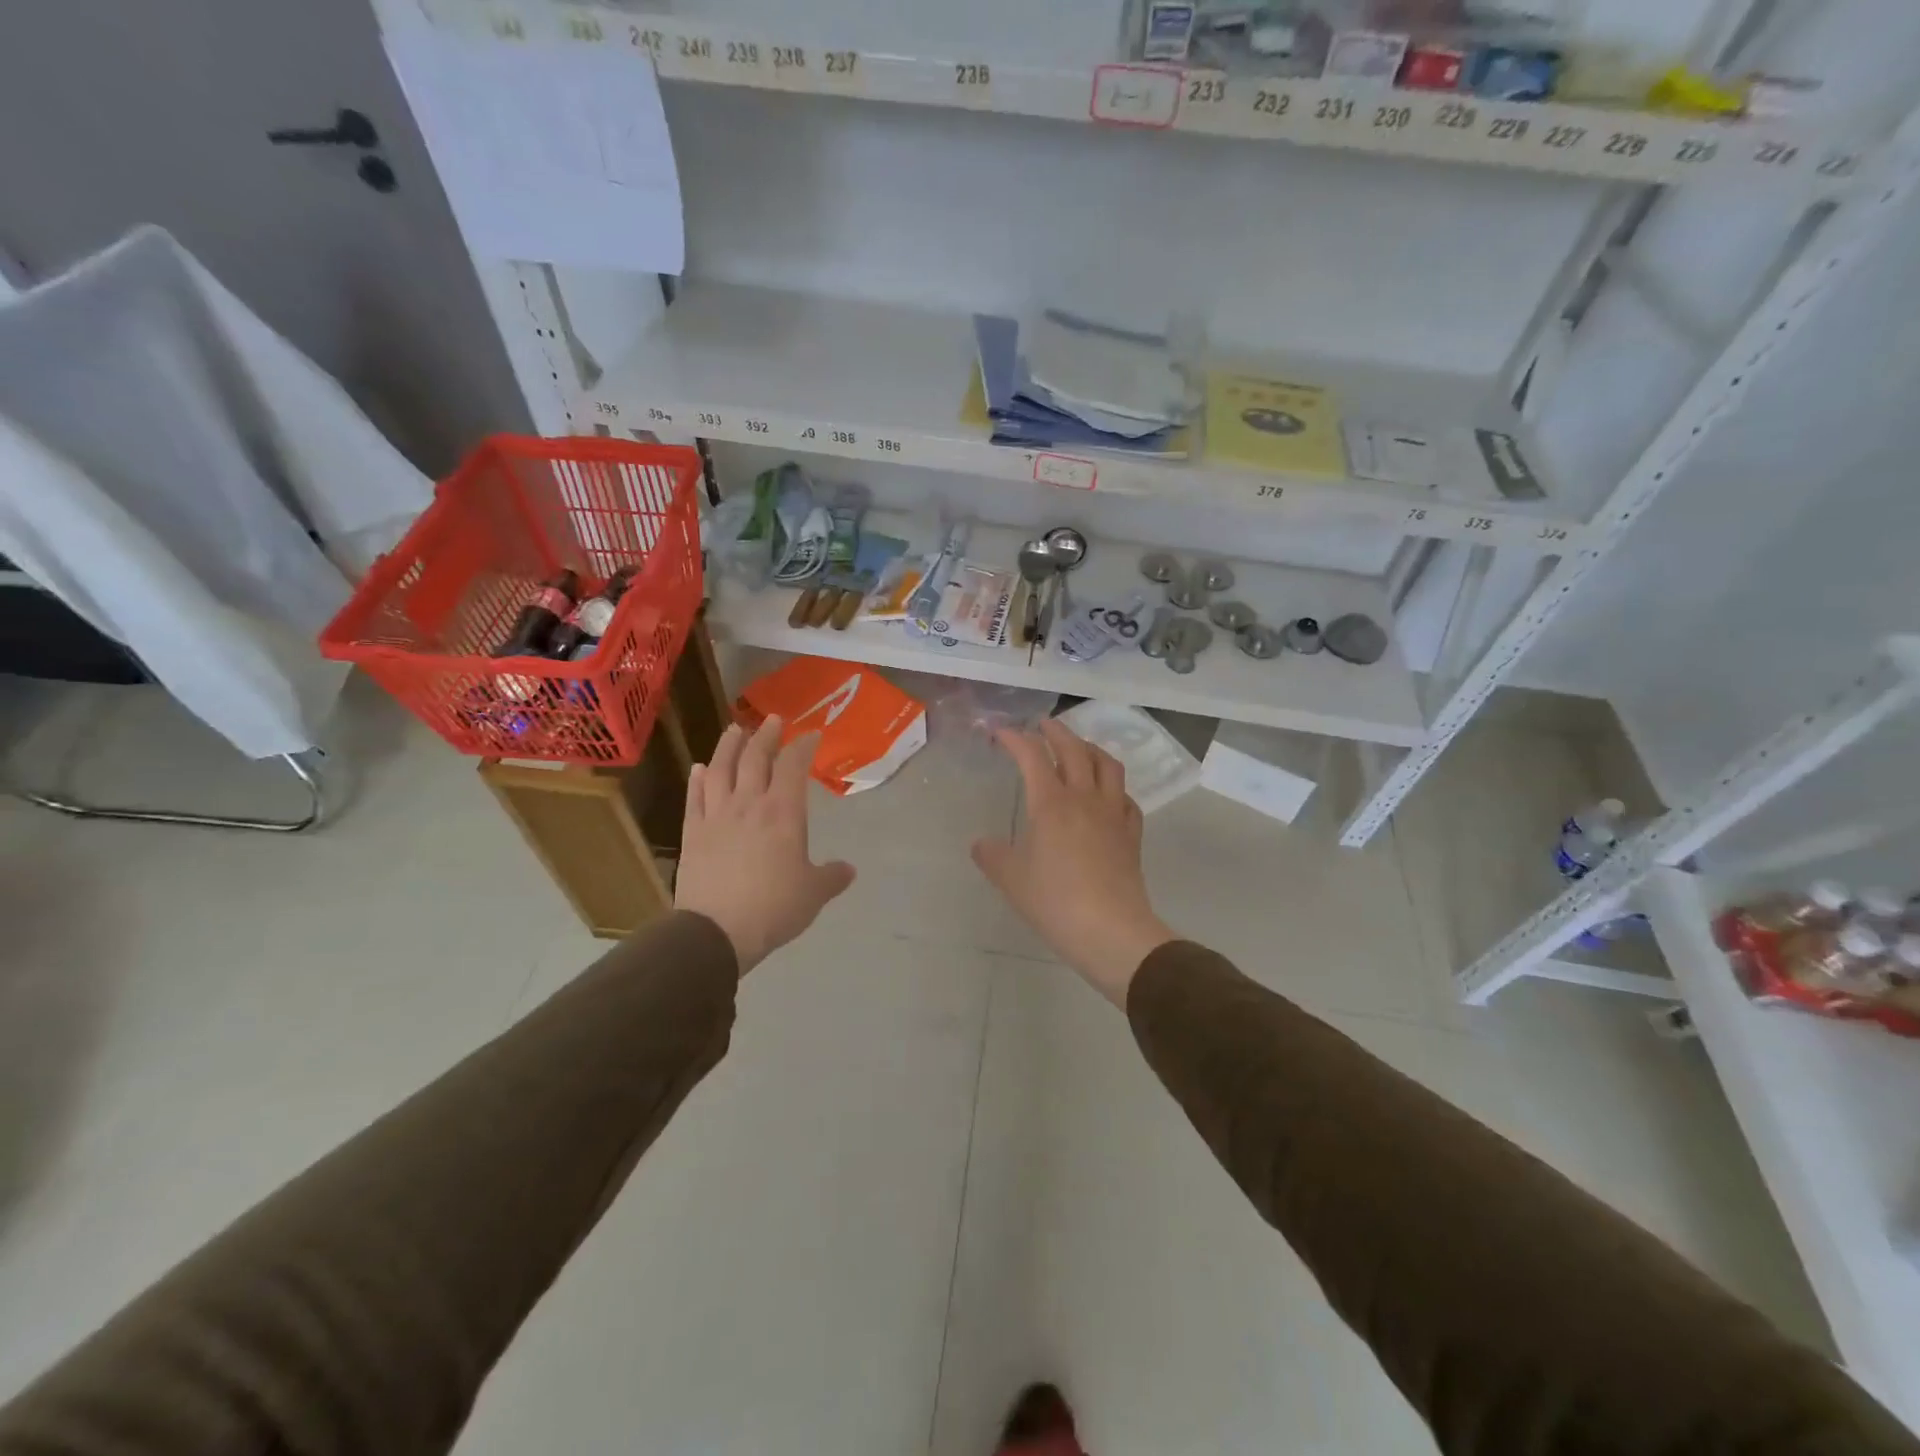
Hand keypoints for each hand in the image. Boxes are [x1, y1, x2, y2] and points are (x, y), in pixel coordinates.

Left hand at [675, 718, 855, 974]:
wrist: (717, 931)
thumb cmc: (773, 908)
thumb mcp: (813, 894)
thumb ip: (831, 877)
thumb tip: (849, 870)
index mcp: (783, 813)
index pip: (793, 766)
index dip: (802, 746)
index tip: (810, 734)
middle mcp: (749, 804)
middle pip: (755, 758)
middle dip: (766, 735)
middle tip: (773, 720)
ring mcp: (716, 816)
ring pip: (721, 770)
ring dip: (729, 746)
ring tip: (735, 730)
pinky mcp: (692, 833)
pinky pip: (694, 798)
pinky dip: (697, 779)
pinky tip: (699, 769)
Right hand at [971, 719, 1175, 1007]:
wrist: (1111, 931)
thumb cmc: (1055, 902)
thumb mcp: (1012, 880)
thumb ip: (993, 856)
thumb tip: (981, 844)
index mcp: (1051, 803)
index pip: (1032, 756)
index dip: (1014, 738)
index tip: (999, 732)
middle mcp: (1085, 798)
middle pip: (1074, 749)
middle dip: (1056, 731)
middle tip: (1042, 725)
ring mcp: (1113, 814)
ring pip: (1107, 765)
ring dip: (1090, 748)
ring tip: (1079, 748)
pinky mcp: (1132, 834)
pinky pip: (1126, 798)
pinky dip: (1114, 787)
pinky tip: (1108, 796)